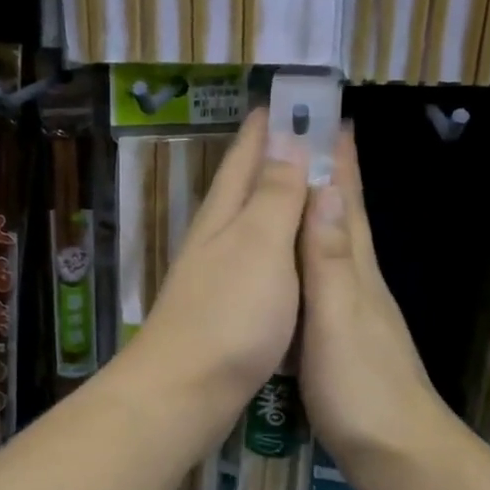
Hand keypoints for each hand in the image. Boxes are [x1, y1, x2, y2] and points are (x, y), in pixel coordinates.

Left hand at [120, 108, 307, 429]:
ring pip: (248, 224)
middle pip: (244, 187)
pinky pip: (256, 261)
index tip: (287, 99)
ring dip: (273, 199)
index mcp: (225, 215)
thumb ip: (275, 195)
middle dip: (271, 157)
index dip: (267, 127)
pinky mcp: (225, 310)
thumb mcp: (260, 245)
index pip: (247, 157)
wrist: (186, 390)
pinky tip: (286, 254)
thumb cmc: (229, 314)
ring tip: (302, 184)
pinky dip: (276, 245)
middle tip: (304, 133)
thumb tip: (286, 138)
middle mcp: (216, 238)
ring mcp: (217, 275)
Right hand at [298, 128, 456, 489]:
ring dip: (320, 212)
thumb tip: (327, 190)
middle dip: (332, 176)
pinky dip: (310, 256)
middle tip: (312, 137)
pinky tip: (297, 263)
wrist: (396, 454)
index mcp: (356, 271)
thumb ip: (329, 259)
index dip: (340, 162)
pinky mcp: (341, 340)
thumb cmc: (362, 386)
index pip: (349, 203)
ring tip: (297, 186)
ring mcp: (353, 312)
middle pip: (346, 218)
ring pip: (334, 247)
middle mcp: (358, 283)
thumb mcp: (339, 318)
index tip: (329, 118)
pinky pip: (322, 280)